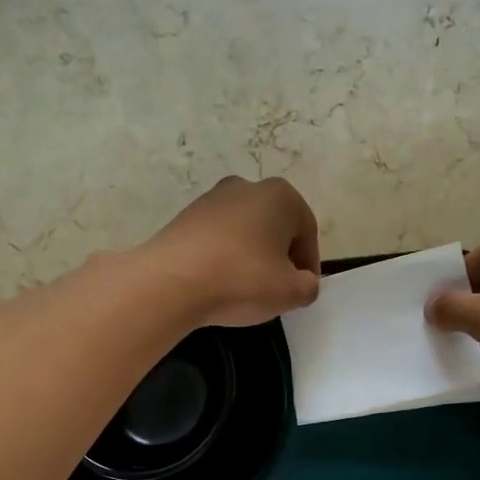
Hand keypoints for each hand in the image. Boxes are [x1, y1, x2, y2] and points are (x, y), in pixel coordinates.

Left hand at [145, 176, 320, 326]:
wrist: (170, 282)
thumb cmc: (242, 280)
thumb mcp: (290, 292)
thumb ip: (309, 287)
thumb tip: (304, 283)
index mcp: (280, 196)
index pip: (307, 232)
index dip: (309, 265)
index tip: (301, 290)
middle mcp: (246, 187)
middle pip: (275, 227)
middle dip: (280, 257)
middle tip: (276, 289)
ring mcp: (211, 199)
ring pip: (245, 232)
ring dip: (251, 257)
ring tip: (245, 289)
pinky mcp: (185, 217)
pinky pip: (217, 239)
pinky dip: (224, 257)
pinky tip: (219, 283)